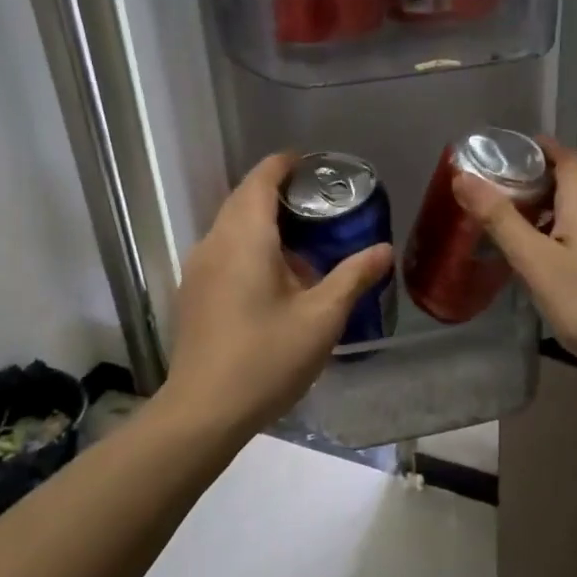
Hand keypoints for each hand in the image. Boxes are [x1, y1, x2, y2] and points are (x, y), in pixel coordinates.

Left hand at [164, 153, 395, 433]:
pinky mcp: (193, 293)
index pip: (260, 179)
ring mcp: (198, 268)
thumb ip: (353, 277)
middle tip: (318, 203)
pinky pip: (222, 250)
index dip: (285, 164)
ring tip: (303, 242)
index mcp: (245, 237)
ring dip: (263, 222)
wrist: (203, 411)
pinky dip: (248, 246)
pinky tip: (274, 279)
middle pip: (243, 199)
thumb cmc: (266, 358)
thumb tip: (383, 250)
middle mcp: (214, 242)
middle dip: (277, 192)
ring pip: (231, 226)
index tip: (312, 164)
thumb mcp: (321, 318)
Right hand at [453, 139, 576, 379]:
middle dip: (537, 181)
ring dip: (551, 210)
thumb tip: (463, 177)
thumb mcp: (536, 262)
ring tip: (518, 229)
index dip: (539, 147)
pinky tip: (552, 262)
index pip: (567, 155)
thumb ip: (500, 220)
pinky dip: (567, 232)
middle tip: (499, 196)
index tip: (507, 153)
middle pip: (573, 182)